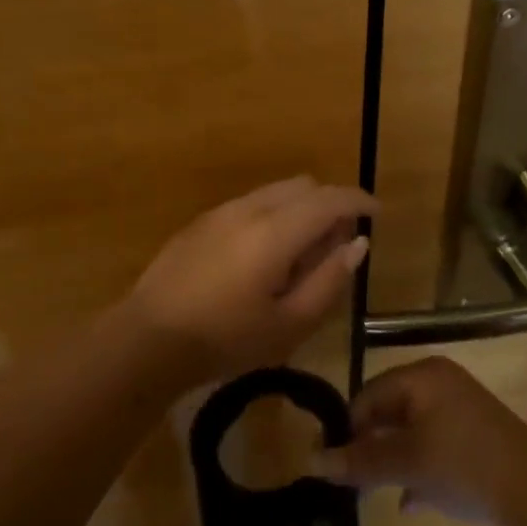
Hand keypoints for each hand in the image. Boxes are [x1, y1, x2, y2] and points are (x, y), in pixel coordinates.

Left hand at [125, 177, 374, 385]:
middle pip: (303, 186)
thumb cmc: (226, 339)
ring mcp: (221, 211)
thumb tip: (357, 244)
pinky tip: (263, 256)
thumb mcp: (289, 324)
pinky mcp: (201, 222)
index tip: (377, 213)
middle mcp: (250, 208)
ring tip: (301, 253)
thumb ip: (329, 280)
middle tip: (337, 244)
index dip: (359, 201)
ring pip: (275, 191)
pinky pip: (250, 203)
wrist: (148, 338)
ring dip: (300, 208)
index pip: (329, 199)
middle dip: (329, 204)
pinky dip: (273, 214)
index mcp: (276, 231)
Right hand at [311, 357, 526, 525]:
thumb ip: (360, 461)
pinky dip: (419, 469)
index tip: (332, 464)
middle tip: (351, 481)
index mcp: (422, 377)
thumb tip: (312, 461)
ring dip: (393, 462)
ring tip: (374, 493)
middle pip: (390, 412)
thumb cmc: (465, 465)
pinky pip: (435, 447)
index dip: (347, 429)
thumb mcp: (406, 463)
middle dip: (370, 447)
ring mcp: (462, 411)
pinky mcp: (478, 439)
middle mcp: (440, 385)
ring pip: (412, 432)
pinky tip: (410, 501)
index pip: (368, 395)